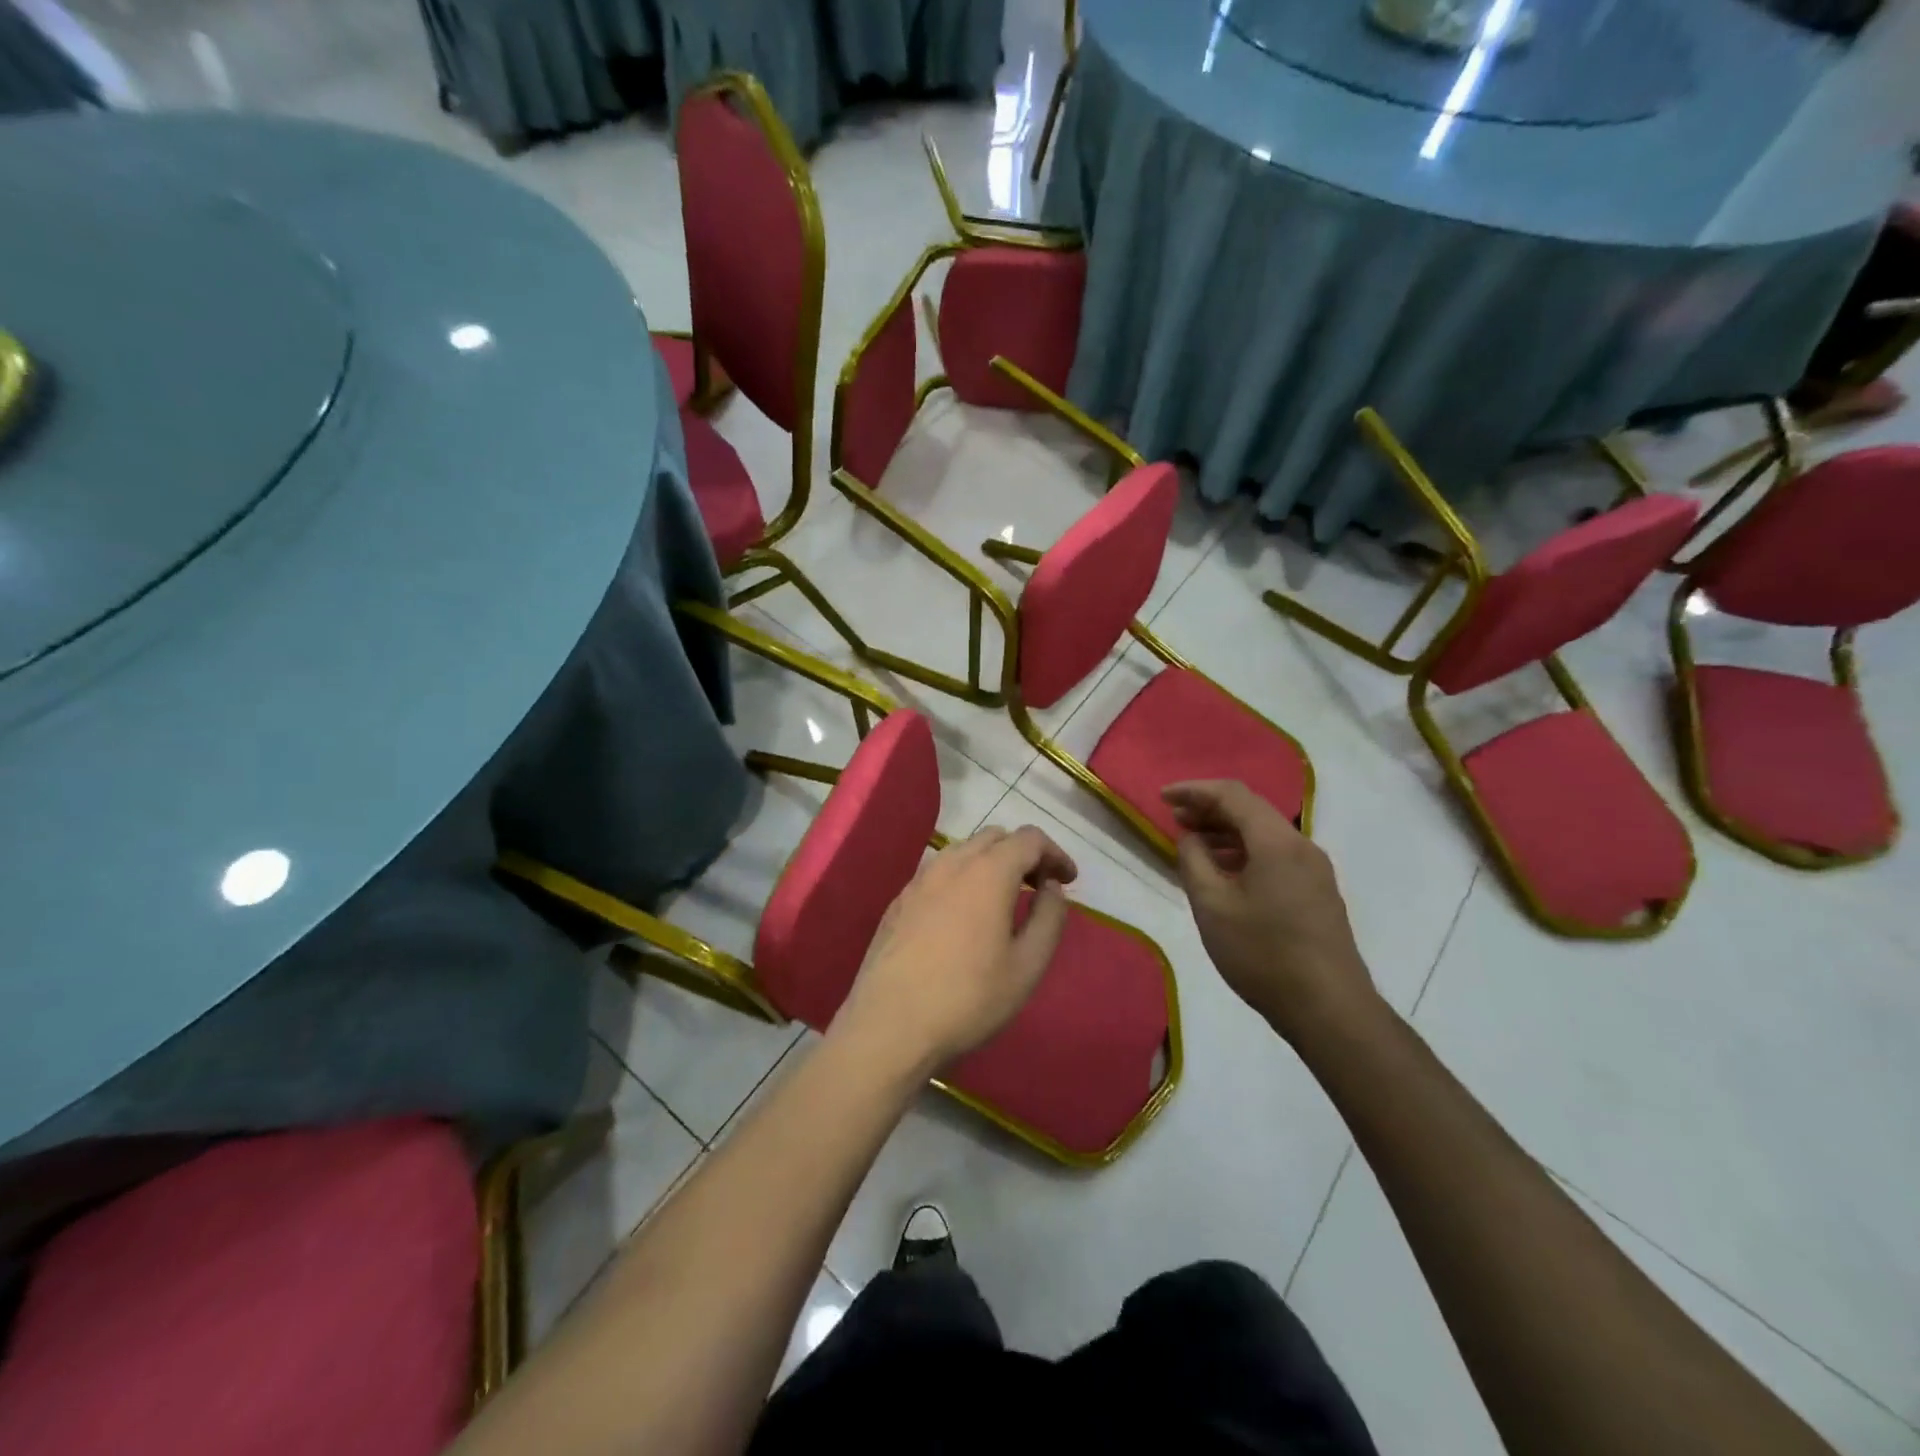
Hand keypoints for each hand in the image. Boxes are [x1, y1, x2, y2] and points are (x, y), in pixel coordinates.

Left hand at [833, 826, 1077, 1073]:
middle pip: (995, 837)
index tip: (1068, 880)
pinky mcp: (899, 901)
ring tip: (1004, 899)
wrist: (889, 1026)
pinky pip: (939, 872)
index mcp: (988, 872)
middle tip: (1039, 887)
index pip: (1029, 839)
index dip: (1055, 853)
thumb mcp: (1027, 966)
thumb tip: (1051, 887)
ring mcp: (919, 880)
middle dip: (1023, 854)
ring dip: (991, 863)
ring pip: (963, 851)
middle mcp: (951, 864)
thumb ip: (1048, 917)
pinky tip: (964, 915)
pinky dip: (963, 878)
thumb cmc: (968, 999)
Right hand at [1162, 781, 1379, 1043]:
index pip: (1232, 794)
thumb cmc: (1262, 954)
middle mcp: (1301, 845)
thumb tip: (1191, 837)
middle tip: (1174, 818)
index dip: (1194, 790)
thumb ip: (1194, 860)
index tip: (1163, 797)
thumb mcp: (1212, 906)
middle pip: (1251, 809)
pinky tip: (1223, 871)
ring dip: (1226, 830)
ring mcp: (1314, 869)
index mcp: (1276, 842)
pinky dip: (1244, 851)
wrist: (1329, 1009)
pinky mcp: (1317, 892)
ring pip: (1264, 833)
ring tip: (1193, 843)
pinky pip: (1275, 854)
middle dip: (1210, 808)